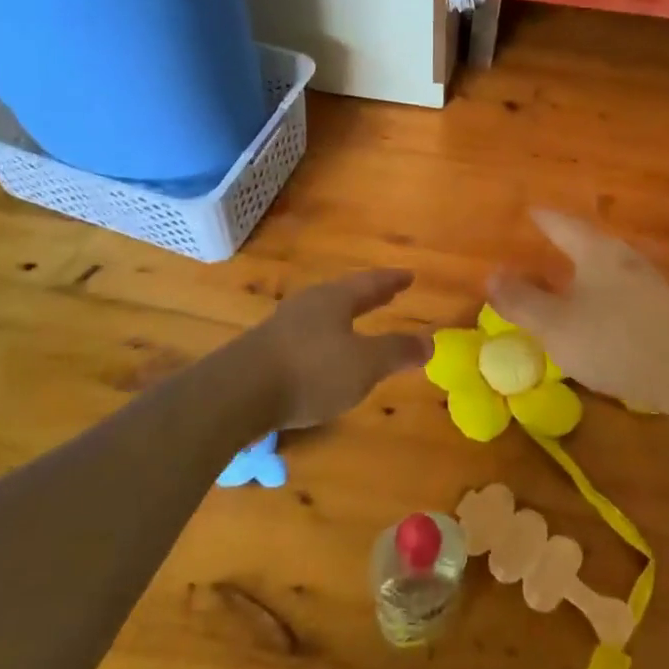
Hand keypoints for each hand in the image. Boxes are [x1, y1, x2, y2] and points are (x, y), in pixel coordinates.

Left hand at [242, 270, 430, 429]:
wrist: (238, 393)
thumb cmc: (311, 371)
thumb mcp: (364, 364)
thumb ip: (397, 352)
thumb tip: (431, 341)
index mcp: (335, 299)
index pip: (371, 283)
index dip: (392, 281)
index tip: (409, 275)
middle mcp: (309, 304)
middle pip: (345, 294)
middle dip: (368, 296)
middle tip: (388, 294)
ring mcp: (284, 326)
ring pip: (323, 314)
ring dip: (344, 317)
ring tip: (358, 322)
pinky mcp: (265, 351)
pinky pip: (306, 335)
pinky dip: (325, 338)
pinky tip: (324, 354)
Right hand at [488, 211, 668, 416]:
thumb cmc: (615, 341)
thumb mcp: (556, 325)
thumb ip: (522, 301)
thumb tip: (490, 275)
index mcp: (596, 252)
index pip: (563, 225)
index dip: (545, 219)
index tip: (532, 211)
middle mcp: (625, 258)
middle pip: (591, 242)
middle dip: (568, 242)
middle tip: (548, 241)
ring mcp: (650, 283)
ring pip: (610, 267)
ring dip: (588, 269)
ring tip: (571, 276)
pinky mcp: (665, 310)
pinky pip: (625, 290)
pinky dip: (605, 293)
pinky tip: (602, 312)